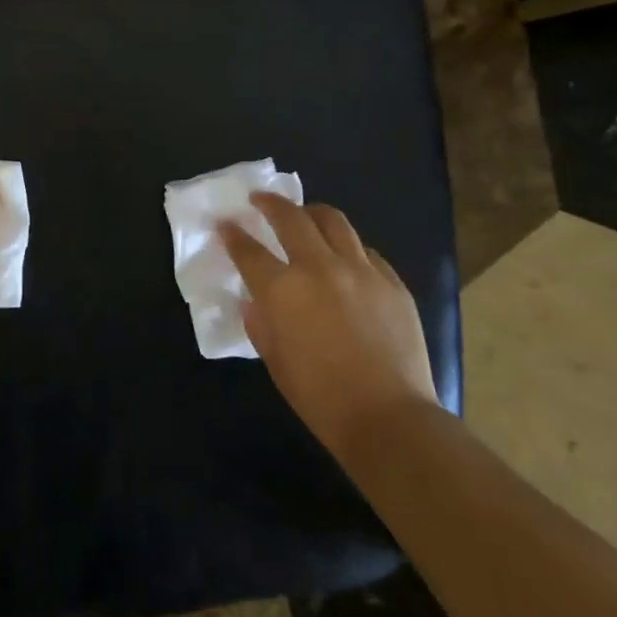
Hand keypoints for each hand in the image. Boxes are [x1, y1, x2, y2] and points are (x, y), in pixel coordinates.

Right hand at [221, 193, 437, 455]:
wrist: (388, 417)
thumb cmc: (319, 396)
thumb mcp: (275, 360)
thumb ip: (261, 323)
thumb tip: (256, 302)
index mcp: (282, 289)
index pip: (248, 250)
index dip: (232, 234)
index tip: (224, 224)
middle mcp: (319, 267)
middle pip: (290, 218)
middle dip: (270, 204)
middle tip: (259, 199)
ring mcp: (360, 271)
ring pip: (334, 221)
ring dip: (312, 213)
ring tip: (304, 214)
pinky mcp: (392, 282)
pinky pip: (365, 250)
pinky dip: (347, 245)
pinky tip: (344, 256)